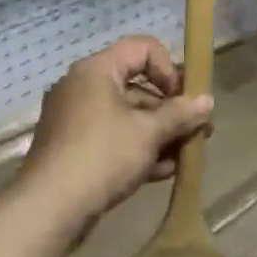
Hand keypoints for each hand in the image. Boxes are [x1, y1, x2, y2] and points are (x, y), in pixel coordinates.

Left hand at [22, 36, 214, 225]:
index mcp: (97, 70)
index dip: (169, 68)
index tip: (183, 99)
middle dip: (170, 109)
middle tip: (197, 130)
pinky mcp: (73, 149)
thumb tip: (207, 101)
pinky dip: (138, 149)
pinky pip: (113, 138)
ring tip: (186, 155)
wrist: (49, 208)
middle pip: (136, 85)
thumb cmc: (102, 156)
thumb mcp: (148, 133)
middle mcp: (82, 87)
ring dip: (159, 133)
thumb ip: (180, 114)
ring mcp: (75, 119)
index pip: (142, 48)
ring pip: (126, 116)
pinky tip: (164, 171)